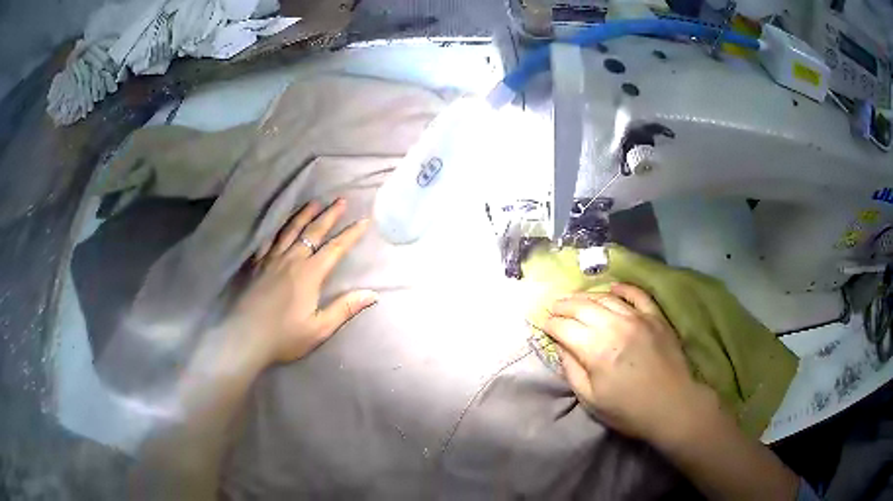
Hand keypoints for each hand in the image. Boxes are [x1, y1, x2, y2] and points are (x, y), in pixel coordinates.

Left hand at [230, 199, 377, 366]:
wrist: (245, 337)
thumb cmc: (285, 336)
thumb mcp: (320, 328)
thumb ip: (345, 309)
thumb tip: (372, 294)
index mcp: (310, 274)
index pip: (335, 248)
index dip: (351, 234)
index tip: (364, 220)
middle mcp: (292, 259)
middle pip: (313, 231)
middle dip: (329, 215)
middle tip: (341, 200)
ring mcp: (272, 259)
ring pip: (290, 230)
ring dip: (304, 215)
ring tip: (314, 203)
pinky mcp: (257, 264)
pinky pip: (269, 240)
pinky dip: (278, 229)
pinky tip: (280, 226)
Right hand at [533, 284, 710, 444]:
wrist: (672, 406)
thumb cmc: (628, 409)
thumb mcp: (591, 399)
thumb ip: (572, 370)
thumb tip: (561, 346)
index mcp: (596, 350)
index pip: (564, 328)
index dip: (550, 325)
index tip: (544, 326)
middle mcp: (615, 326)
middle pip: (582, 306)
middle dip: (563, 305)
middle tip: (554, 307)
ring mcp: (638, 318)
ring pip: (606, 297)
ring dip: (586, 296)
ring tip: (575, 298)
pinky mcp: (655, 317)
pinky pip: (637, 294)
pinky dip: (623, 288)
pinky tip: (613, 288)